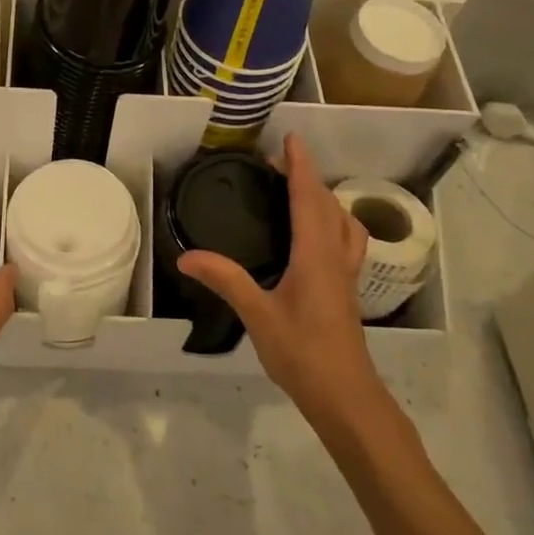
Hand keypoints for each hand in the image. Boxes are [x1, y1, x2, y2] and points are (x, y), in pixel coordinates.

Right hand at [176, 134, 397, 437]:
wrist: (346, 396)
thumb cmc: (303, 353)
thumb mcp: (257, 315)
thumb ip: (225, 280)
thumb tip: (186, 256)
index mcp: (316, 255)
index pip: (309, 198)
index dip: (300, 166)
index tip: (291, 139)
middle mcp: (336, 256)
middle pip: (328, 204)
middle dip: (308, 177)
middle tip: (280, 163)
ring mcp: (347, 274)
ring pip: (344, 223)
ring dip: (325, 199)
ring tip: (302, 193)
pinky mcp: (347, 290)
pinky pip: (346, 241)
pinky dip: (333, 223)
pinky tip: (317, 237)